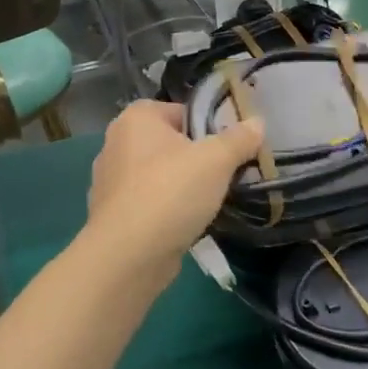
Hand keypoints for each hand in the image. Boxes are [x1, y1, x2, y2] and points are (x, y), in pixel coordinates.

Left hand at [83, 101, 262, 281]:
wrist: (127, 256)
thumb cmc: (170, 193)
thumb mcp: (217, 160)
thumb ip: (239, 138)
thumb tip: (257, 122)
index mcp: (136, 118)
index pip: (182, 111)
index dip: (209, 128)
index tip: (231, 149)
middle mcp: (116, 142)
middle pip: (171, 143)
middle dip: (197, 159)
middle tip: (225, 176)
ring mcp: (109, 180)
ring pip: (160, 175)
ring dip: (182, 186)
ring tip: (210, 202)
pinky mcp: (111, 214)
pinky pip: (148, 202)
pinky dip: (166, 210)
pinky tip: (186, 223)